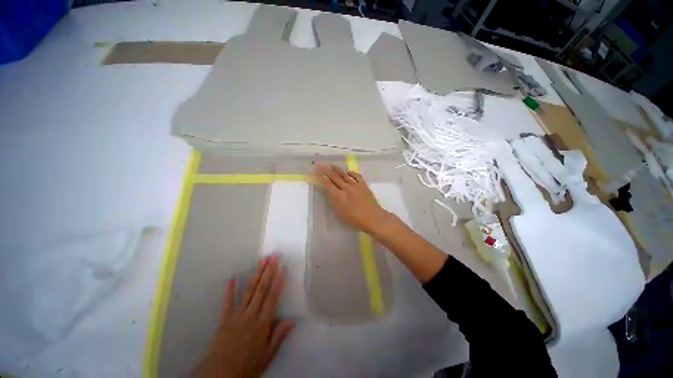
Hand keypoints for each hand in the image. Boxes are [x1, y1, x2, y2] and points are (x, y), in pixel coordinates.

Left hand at [193, 255, 293, 377]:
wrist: (219, 376)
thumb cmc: (247, 365)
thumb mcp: (267, 355)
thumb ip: (278, 336)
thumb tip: (292, 319)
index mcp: (262, 324)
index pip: (272, 298)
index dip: (278, 281)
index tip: (282, 268)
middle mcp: (251, 315)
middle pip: (261, 289)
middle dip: (269, 271)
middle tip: (273, 256)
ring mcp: (236, 315)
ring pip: (249, 291)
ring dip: (256, 274)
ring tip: (262, 261)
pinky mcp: (224, 319)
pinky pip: (227, 302)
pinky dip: (229, 290)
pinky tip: (232, 278)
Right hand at [314, 163, 391, 233]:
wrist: (372, 218)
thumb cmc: (354, 219)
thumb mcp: (339, 212)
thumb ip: (333, 200)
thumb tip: (329, 191)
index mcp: (338, 196)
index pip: (327, 184)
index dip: (320, 177)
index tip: (316, 171)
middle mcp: (345, 188)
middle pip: (334, 177)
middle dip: (326, 170)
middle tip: (320, 164)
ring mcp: (355, 185)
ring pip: (344, 175)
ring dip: (337, 169)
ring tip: (331, 165)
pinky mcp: (363, 185)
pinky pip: (357, 176)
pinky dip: (351, 173)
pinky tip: (348, 171)